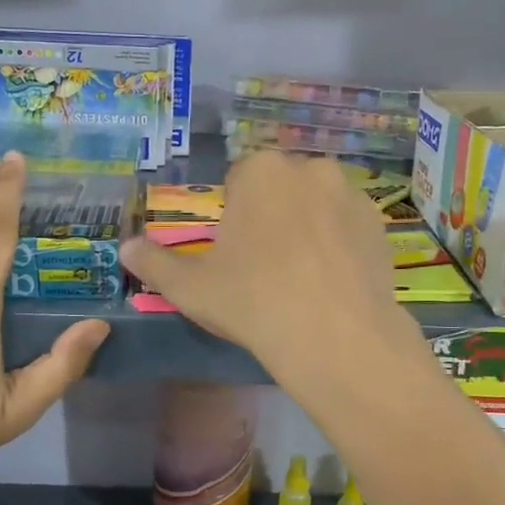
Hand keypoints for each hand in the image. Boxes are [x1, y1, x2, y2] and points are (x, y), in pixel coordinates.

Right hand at [119, 151, 408, 378]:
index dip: (234, 215)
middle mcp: (310, 167)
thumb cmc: (253, 301)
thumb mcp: (191, 287)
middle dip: (273, 213)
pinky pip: (349, 226)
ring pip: (319, 204)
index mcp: (261, 170)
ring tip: (304, 276)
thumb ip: (154, 262)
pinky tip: (333, 282)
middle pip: (282, 188)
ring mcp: (351, 194)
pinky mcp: (380, 224)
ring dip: (309, 225)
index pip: (240, 180)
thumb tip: (124, 248)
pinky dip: (340, 244)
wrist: (336, 337)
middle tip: (267, 265)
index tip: (236, 252)